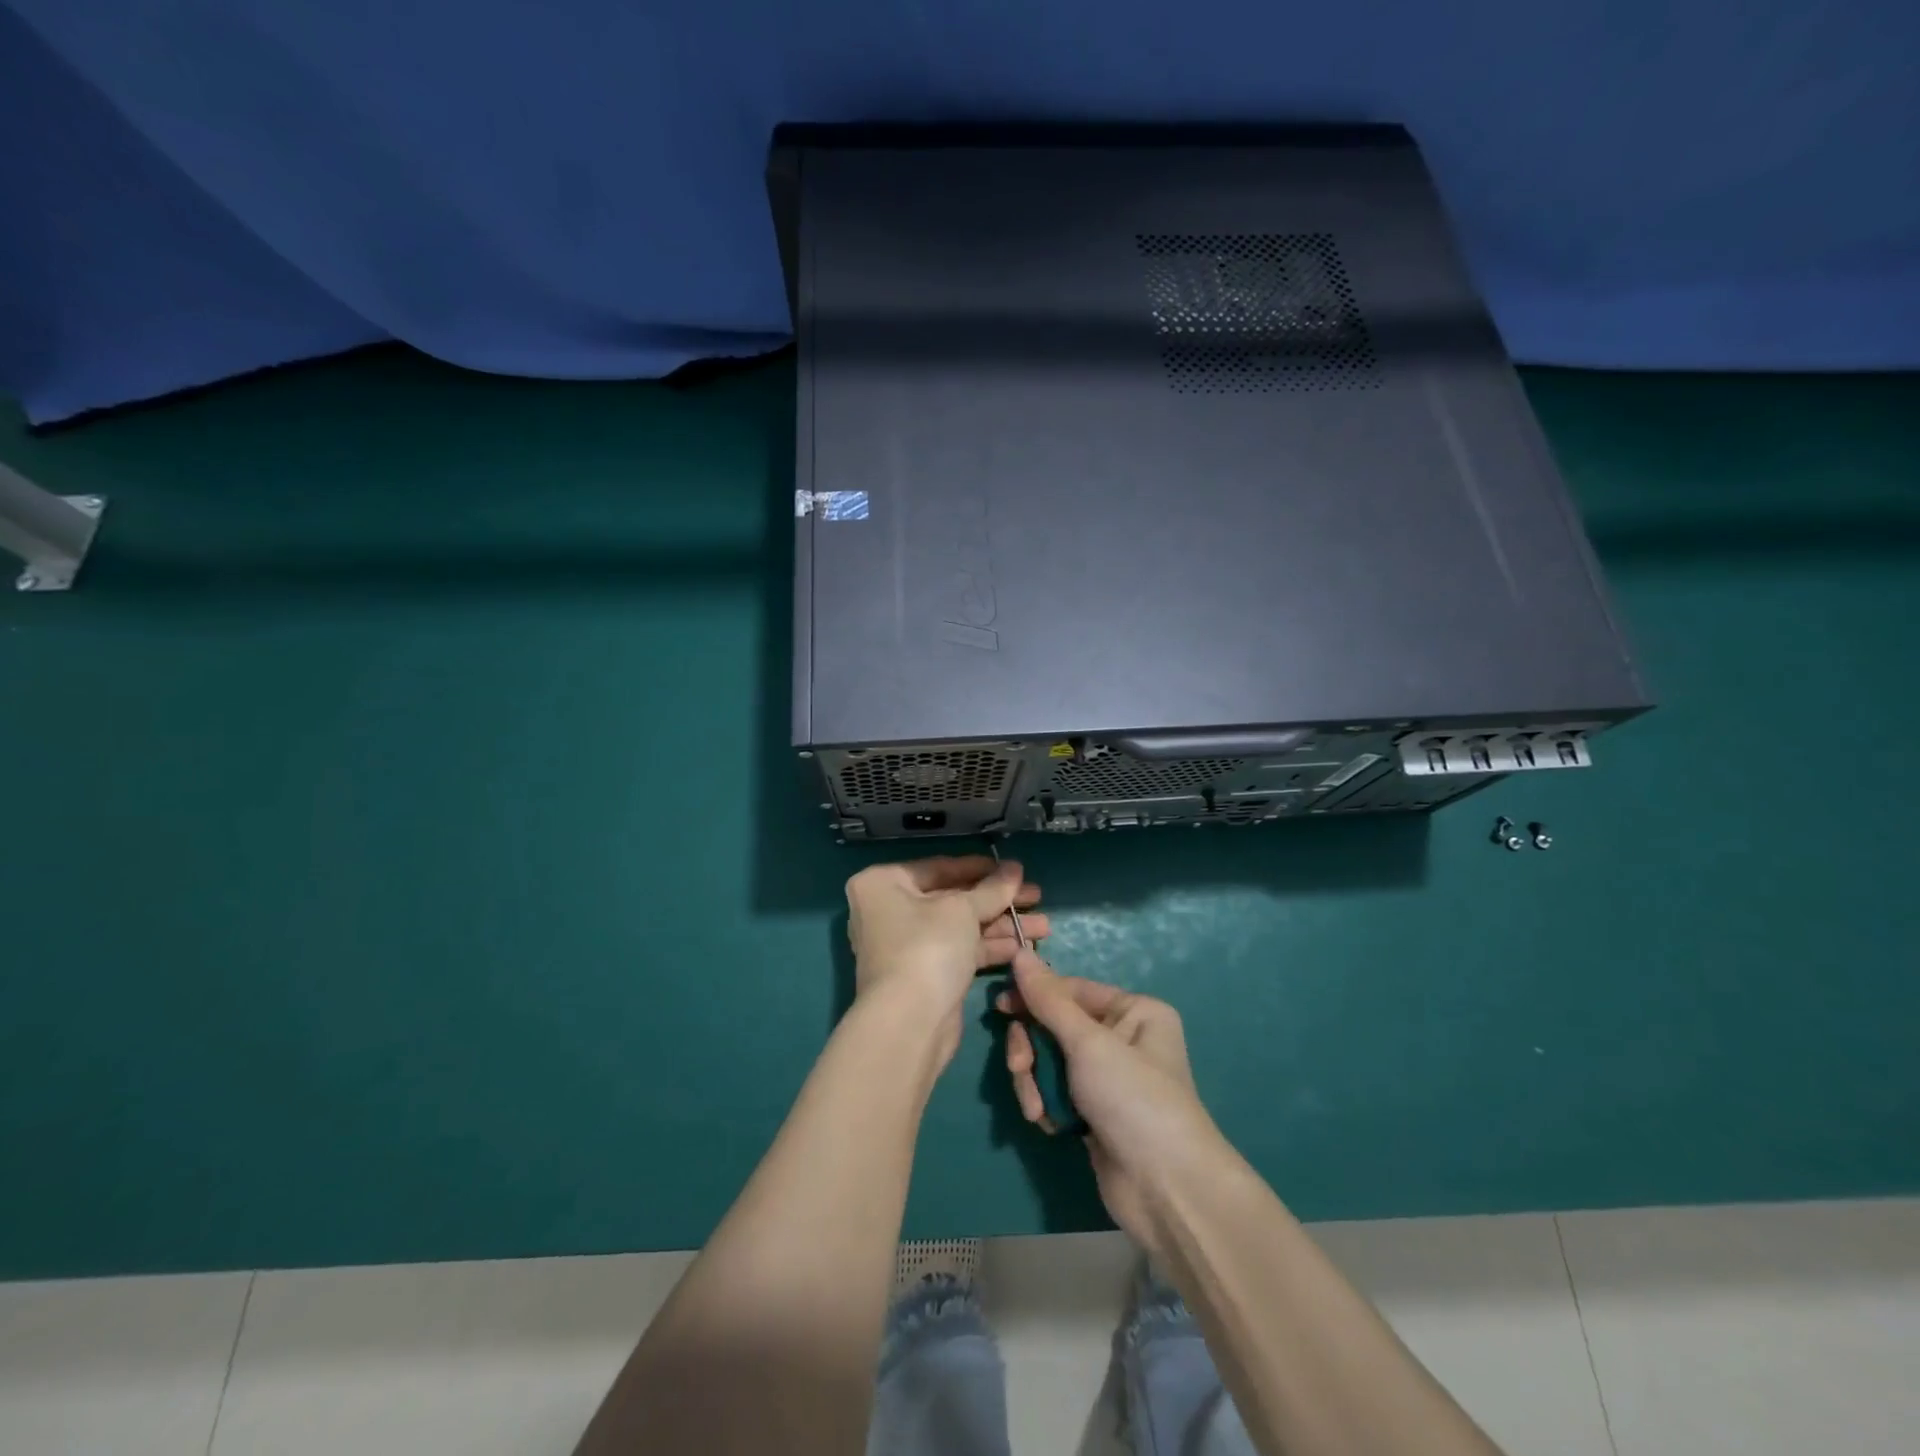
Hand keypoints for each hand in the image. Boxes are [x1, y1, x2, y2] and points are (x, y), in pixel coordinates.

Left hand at [846, 856, 1048, 1068]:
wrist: (908, 1024)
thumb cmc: (927, 948)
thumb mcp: (962, 910)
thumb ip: (992, 888)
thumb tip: (1015, 868)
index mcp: (884, 883)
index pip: (939, 867)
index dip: (981, 868)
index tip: (1014, 869)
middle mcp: (889, 910)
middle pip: (952, 897)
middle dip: (997, 900)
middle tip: (1036, 895)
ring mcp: (907, 945)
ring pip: (960, 926)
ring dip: (1001, 925)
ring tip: (1043, 925)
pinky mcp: (925, 974)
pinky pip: (960, 951)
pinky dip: (990, 947)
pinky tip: (1025, 947)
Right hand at [999, 950, 1225, 1253]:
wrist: (1165, 1190)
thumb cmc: (1133, 1099)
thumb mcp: (1088, 1043)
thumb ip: (1048, 999)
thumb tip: (1020, 951)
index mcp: (1134, 1010)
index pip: (1071, 989)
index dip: (1034, 996)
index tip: (1000, 1006)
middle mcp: (1123, 1038)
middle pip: (1055, 1026)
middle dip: (1032, 1048)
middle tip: (1019, 1067)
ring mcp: (1107, 1078)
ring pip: (1049, 1060)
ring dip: (1035, 1081)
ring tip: (1037, 1109)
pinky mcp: (1093, 1112)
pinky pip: (1055, 1091)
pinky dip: (1045, 1104)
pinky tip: (1050, 1124)